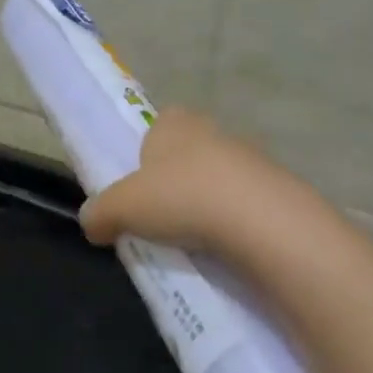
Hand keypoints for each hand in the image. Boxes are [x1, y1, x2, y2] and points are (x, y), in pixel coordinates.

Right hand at [79, 106, 297, 252]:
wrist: (263, 224)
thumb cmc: (180, 198)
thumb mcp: (119, 208)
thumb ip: (98, 213)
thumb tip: (91, 223)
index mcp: (175, 123)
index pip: (158, 123)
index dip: (146, 151)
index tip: (139, 184)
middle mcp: (214, 132)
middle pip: (188, 154)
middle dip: (175, 181)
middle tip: (159, 216)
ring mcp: (253, 160)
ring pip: (219, 180)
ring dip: (206, 204)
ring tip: (191, 240)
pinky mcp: (280, 192)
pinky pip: (246, 206)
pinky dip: (234, 225)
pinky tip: (224, 249)